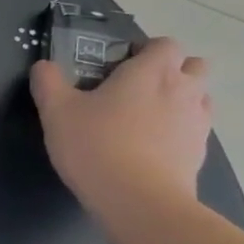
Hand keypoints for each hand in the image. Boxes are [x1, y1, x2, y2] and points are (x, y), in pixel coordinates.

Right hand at [29, 37, 211, 214]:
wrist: (138, 199)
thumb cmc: (95, 145)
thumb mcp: (56, 111)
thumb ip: (48, 82)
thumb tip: (43, 65)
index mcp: (150, 72)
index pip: (166, 44)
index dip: (146, 50)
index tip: (120, 66)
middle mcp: (183, 90)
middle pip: (194, 66)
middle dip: (172, 70)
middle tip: (137, 88)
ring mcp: (197, 121)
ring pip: (199, 97)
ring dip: (179, 99)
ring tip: (144, 118)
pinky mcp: (200, 151)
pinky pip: (195, 128)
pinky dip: (179, 129)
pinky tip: (150, 146)